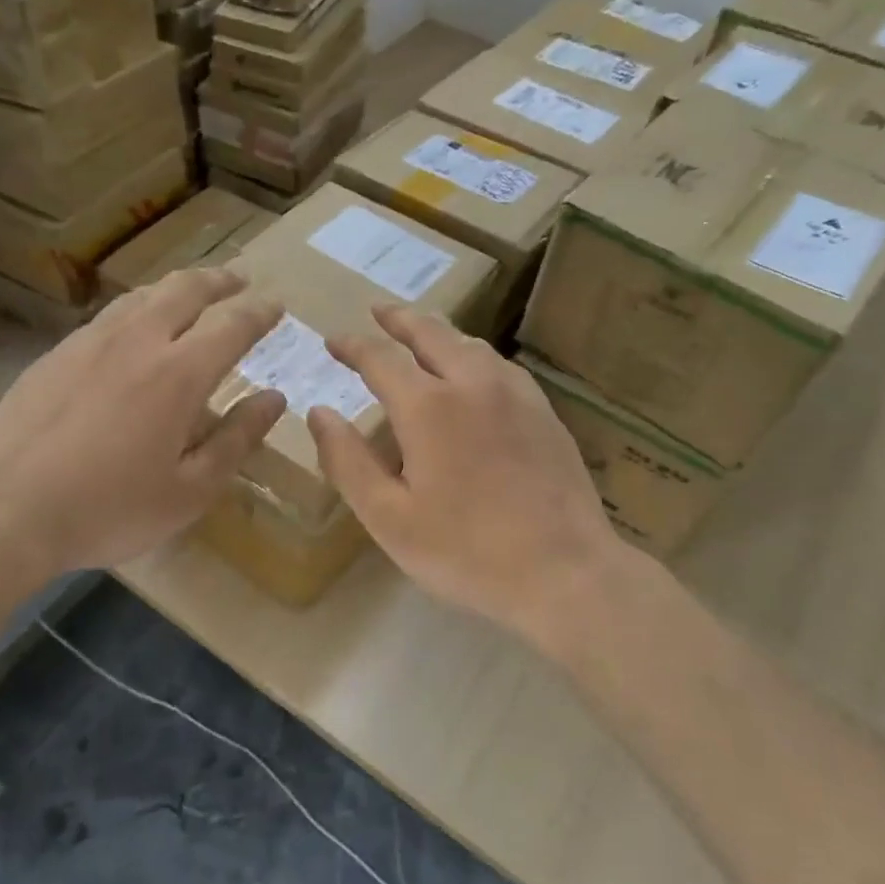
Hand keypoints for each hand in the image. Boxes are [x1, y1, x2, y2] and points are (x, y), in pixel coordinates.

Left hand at [0, 267, 285, 580]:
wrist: (2, 510)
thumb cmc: (108, 509)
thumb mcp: (190, 491)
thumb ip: (236, 439)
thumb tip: (273, 399)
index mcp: (179, 373)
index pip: (232, 324)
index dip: (259, 311)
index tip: (275, 305)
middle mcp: (137, 341)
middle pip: (185, 289)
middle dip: (219, 280)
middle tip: (239, 280)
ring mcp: (89, 342)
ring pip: (142, 295)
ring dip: (176, 287)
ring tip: (191, 294)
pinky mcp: (54, 354)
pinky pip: (108, 315)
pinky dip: (137, 308)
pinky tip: (132, 328)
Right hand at [307, 304, 645, 639]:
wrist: (565, 572)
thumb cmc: (466, 551)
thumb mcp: (388, 517)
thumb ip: (347, 461)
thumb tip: (319, 413)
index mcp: (429, 406)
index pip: (380, 357)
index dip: (352, 346)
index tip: (333, 341)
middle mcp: (473, 383)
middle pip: (431, 333)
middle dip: (399, 319)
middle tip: (378, 312)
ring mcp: (517, 394)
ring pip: (471, 345)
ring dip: (439, 333)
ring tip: (421, 335)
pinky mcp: (545, 413)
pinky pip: (501, 366)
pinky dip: (474, 355)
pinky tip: (475, 373)